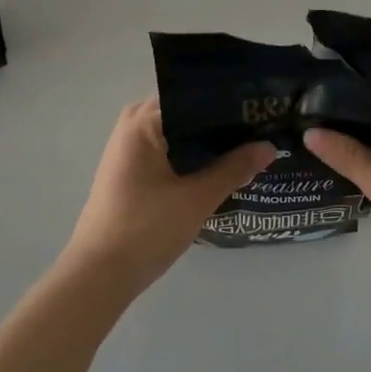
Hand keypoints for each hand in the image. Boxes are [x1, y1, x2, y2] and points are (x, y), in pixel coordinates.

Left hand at [66, 99, 273, 287]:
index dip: (230, 104)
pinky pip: (168, 149)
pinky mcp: (130, 170)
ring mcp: (128, 148)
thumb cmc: (146, 228)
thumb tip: (270, 145)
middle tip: (261, 128)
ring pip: (179, 133)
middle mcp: (133, 125)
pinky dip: (192, 155)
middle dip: (222, 122)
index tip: (262, 111)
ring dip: (207, 141)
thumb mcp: (197, 198)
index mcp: (145, 121)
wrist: (100, 274)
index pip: (196, 97)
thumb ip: (235, 168)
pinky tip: (219, 167)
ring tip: (248, 145)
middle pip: (188, 113)